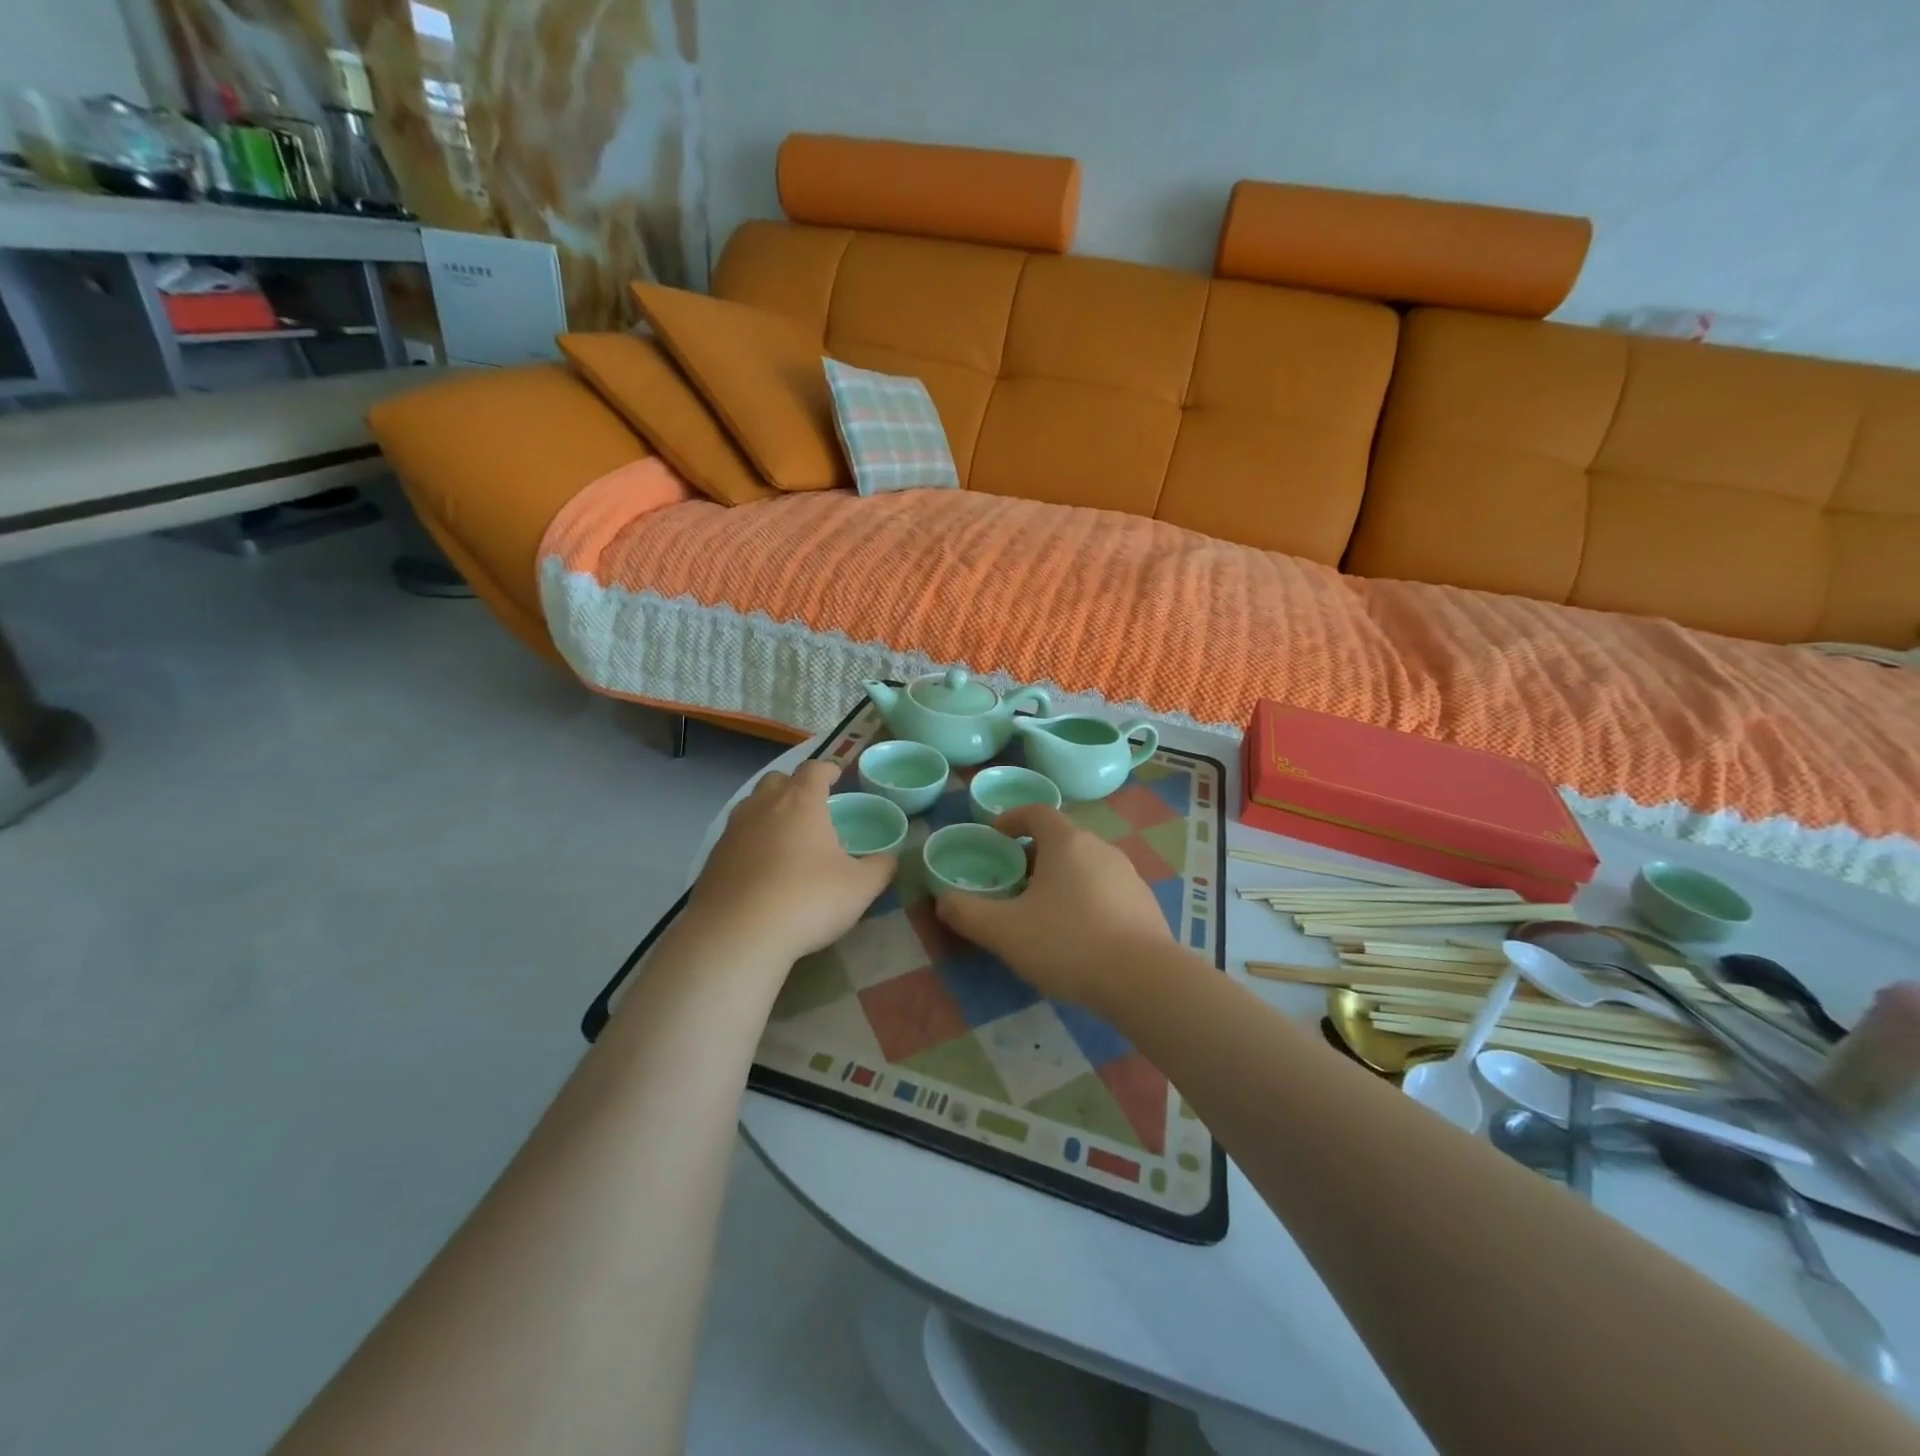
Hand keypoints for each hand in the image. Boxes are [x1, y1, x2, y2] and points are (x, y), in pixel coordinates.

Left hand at [686, 761, 896, 965]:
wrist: (737, 935)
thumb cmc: (808, 900)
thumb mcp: (860, 888)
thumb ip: (880, 867)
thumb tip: (890, 858)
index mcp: (801, 802)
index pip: (814, 770)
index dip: (827, 770)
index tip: (836, 776)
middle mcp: (763, 806)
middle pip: (777, 780)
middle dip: (794, 786)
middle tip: (811, 806)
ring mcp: (733, 831)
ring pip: (751, 806)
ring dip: (769, 812)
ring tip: (786, 836)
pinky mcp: (713, 858)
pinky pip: (736, 837)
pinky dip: (751, 842)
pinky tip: (761, 868)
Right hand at [935, 804, 1174, 1012]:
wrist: (1144, 981)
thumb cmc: (1067, 943)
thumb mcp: (1004, 931)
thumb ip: (967, 913)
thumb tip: (943, 901)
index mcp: (1067, 843)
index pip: (1036, 812)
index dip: (1012, 819)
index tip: (994, 837)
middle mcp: (1101, 848)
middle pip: (1061, 840)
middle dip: (1033, 856)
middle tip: (1012, 884)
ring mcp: (1128, 875)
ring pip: (1085, 866)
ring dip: (1060, 880)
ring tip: (1042, 913)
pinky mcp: (1145, 904)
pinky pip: (1106, 891)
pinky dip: (1085, 900)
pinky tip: (1078, 936)